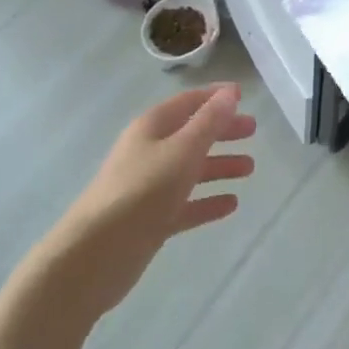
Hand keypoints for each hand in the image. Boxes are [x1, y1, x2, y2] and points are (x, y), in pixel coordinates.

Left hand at [51, 84, 256, 316]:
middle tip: (253, 131)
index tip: (242, 95)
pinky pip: (186, 204)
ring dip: (219, 166)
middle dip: (221, 131)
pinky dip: (207, 201)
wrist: (94, 255)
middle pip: (191, 135)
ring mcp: (149, 187)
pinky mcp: (151, 220)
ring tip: (250, 168)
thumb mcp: (181, 151)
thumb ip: (208, 123)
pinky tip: (231, 205)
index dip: (215, 97)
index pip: (188, 102)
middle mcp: (150, 152)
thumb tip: (230, 93)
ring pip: (190, 170)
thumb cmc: (141, 191)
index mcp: (152, 127)